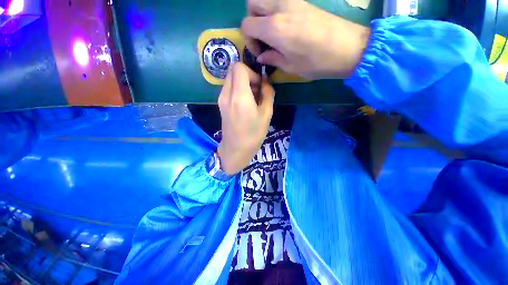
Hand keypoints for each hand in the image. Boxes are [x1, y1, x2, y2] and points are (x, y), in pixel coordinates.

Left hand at [217, 63, 274, 174]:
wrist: (235, 149)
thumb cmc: (253, 135)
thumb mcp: (266, 115)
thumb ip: (268, 94)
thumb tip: (266, 82)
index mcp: (239, 96)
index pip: (239, 67)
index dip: (252, 72)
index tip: (259, 85)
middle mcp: (227, 94)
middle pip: (233, 70)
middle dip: (247, 75)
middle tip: (257, 90)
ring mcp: (221, 99)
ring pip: (230, 79)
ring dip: (242, 83)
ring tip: (252, 97)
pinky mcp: (220, 104)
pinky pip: (229, 88)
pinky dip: (238, 89)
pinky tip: (245, 103)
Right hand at [241, 0, 370, 78]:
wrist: (347, 47)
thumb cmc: (316, 62)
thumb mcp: (290, 67)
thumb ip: (272, 58)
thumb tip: (262, 56)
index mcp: (274, 28)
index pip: (247, 25)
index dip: (249, 40)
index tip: (260, 52)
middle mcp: (279, 9)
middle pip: (252, 4)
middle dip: (252, 21)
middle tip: (262, 38)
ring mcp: (292, 1)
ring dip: (262, 14)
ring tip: (272, 33)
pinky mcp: (302, 1)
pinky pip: (279, 1)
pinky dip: (275, 12)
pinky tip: (284, 27)